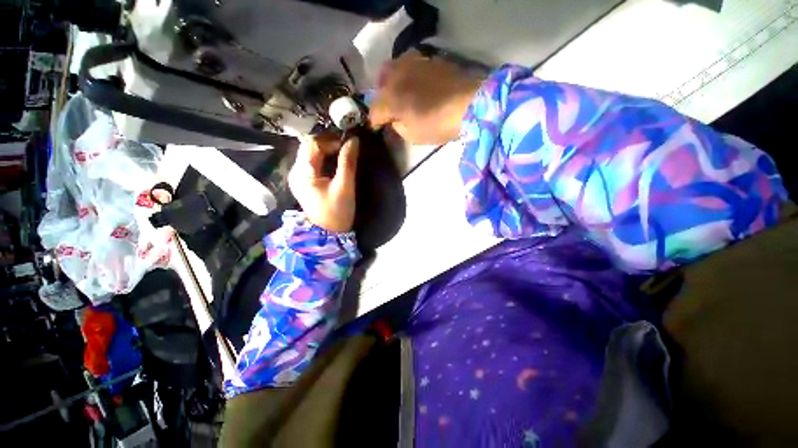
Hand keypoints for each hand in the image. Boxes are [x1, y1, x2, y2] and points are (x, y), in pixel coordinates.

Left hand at [288, 134, 358, 232]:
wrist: (329, 234)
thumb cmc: (337, 212)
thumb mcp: (345, 187)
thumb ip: (348, 162)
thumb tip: (353, 140)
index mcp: (302, 173)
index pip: (311, 144)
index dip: (329, 139)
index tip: (347, 143)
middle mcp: (295, 172)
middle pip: (309, 147)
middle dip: (328, 143)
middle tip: (346, 145)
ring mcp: (299, 177)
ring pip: (311, 154)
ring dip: (327, 150)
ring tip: (343, 151)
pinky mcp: (305, 182)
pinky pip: (313, 163)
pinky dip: (325, 158)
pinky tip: (336, 160)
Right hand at [370, 50, 483, 145]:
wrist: (469, 104)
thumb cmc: (438, 125)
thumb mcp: (412, 135)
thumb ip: (398, 126)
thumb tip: (395, 119)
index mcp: (390, 98)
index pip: (374, 111)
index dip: (375, 121)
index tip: (379, 128)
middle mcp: (397, 76)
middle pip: (380, 83)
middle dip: (380, 96)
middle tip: (388, 108)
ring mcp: (412, 64)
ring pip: (393, 68)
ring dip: (392, 82)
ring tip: (401, 93)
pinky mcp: (429, 59)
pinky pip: (410, 64)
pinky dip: (408, 75)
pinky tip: (416, 85)